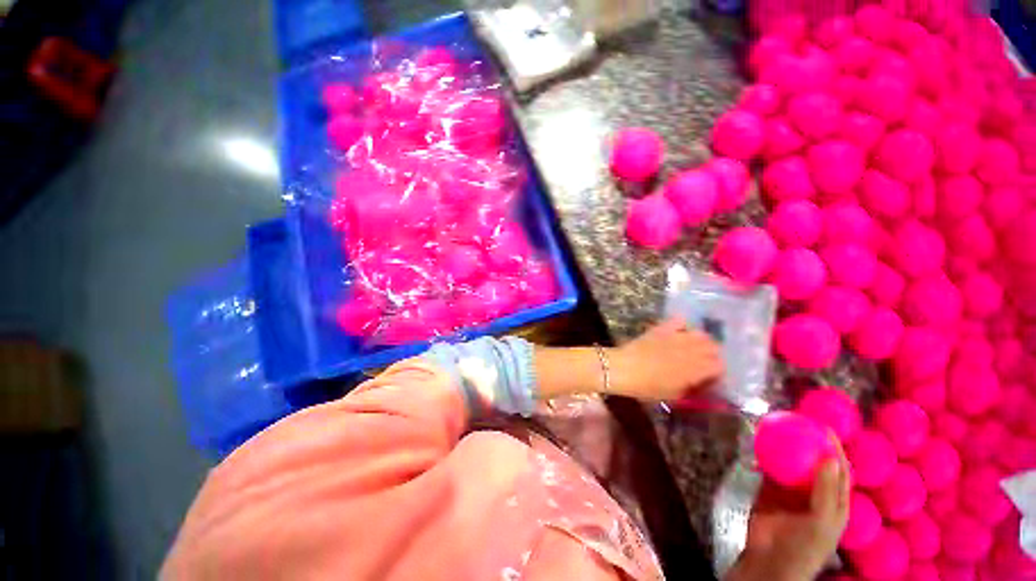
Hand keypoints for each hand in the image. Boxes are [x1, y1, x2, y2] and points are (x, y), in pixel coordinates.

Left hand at [608, 317, 722, 400]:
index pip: (720, 366)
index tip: (710, 377)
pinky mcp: (662, 328)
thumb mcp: (672, 395)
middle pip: (714, 348)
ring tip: (694, 347)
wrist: (623, 368)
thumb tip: (697, 383)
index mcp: (695, 369)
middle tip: (703, 363)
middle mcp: (691, 350)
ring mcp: (676, 336)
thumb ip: (690, 388)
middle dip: (712, 356)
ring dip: (702, 341)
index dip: (717, 372)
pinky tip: (679, 331)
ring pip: (701, 334)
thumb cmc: (646, 387)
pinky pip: (679, 320)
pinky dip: (683, 325)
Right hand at [729, 438, 850, 580]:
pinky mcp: (768, 490)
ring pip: (789, 462)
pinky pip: (768, 467)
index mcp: (834, 501)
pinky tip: (759, 443)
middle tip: (798, 421)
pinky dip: (764, 455)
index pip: (838, 470)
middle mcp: (813, 492)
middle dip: (807, 442)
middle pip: (812, 461)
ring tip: (777, 426)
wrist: (769, 560)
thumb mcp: (822, 521)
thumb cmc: (804, 546)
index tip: (824, 428)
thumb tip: (829, 458)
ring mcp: (790, 491)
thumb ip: (826, 491)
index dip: (834, 449)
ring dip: (784, 446)